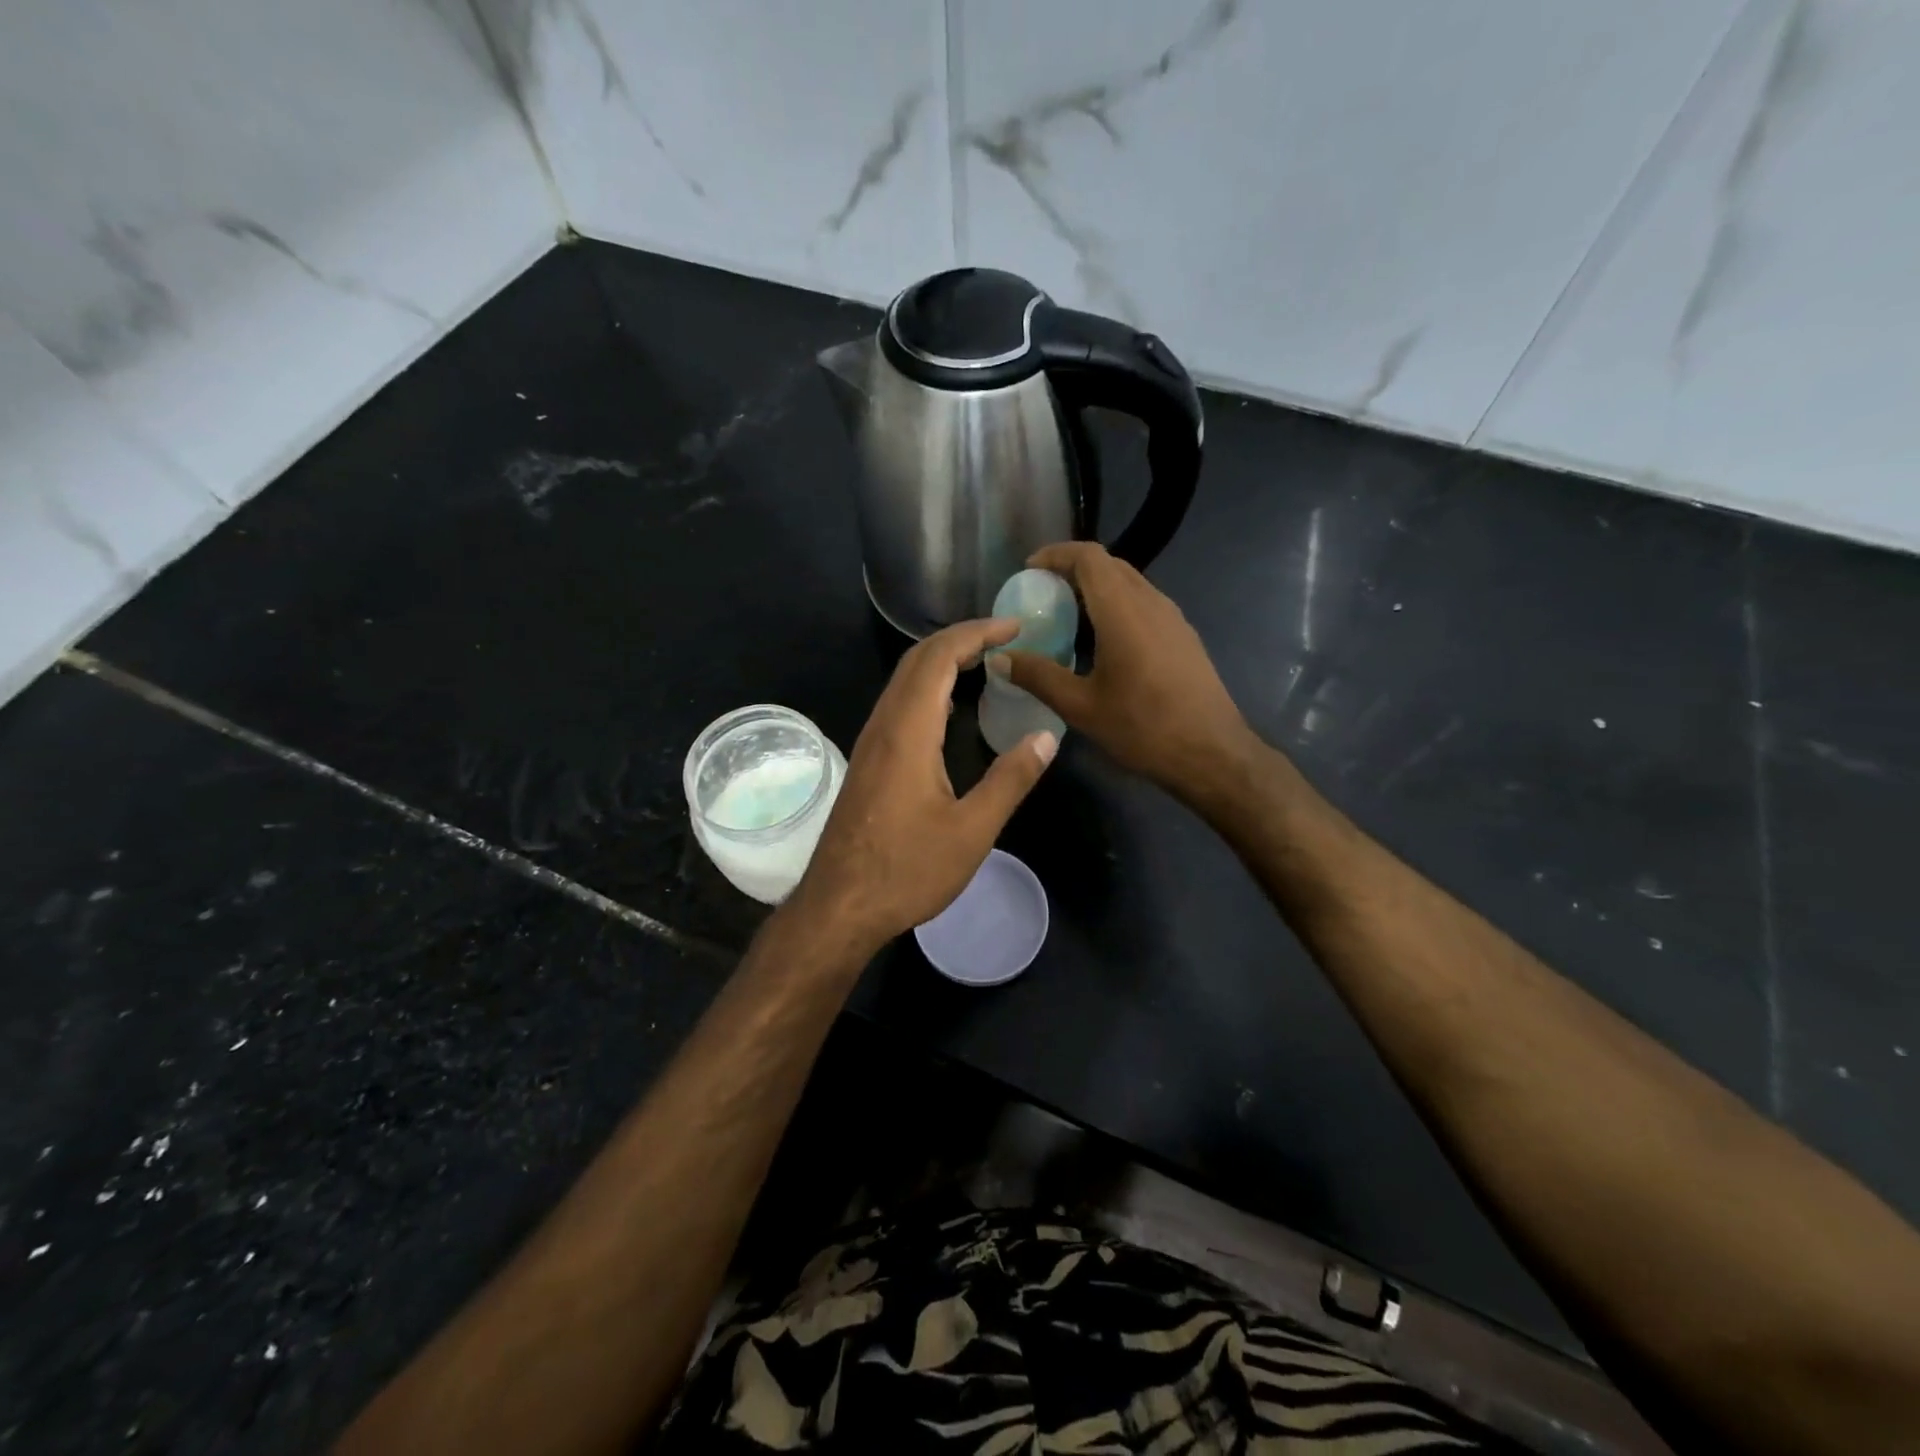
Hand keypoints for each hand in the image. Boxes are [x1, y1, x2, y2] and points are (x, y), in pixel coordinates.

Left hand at [794, 618, 1056, 949]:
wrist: (839, 906)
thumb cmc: (906, 871)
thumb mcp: (971, 831)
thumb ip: (1010, 780)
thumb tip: (1046, 737)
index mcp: (908, 732)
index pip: (939, 657)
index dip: (977, 632)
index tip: (1015, 626)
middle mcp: (883, 726)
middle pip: (917, 660)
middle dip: (961, 638)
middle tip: (1006, 638)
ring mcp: (870, 743)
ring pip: (904, 681)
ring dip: (942, 661)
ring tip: (986, 663)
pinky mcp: (868, 761)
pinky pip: (898, 704)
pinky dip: (929, 688)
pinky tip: (951, 710)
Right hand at [1001, 541, 1254, 805]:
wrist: (1212, 753)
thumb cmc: (1143, 728)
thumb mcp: (1081, 706)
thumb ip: (1038, 676)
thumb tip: (999, 657)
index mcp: (1123, 611)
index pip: (1089, 557)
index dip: (1057, 554)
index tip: (1029, 569)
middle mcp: (1151, 603)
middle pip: (1110, 565)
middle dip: (1073, 569)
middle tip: (1042, 592)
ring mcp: (1173, 618)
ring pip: (1130, 583)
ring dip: (1096, 587)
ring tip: (1067, 615)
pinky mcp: (1183, 636)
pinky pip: (1144, 603)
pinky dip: (1116, 605)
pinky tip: (1102, 641)